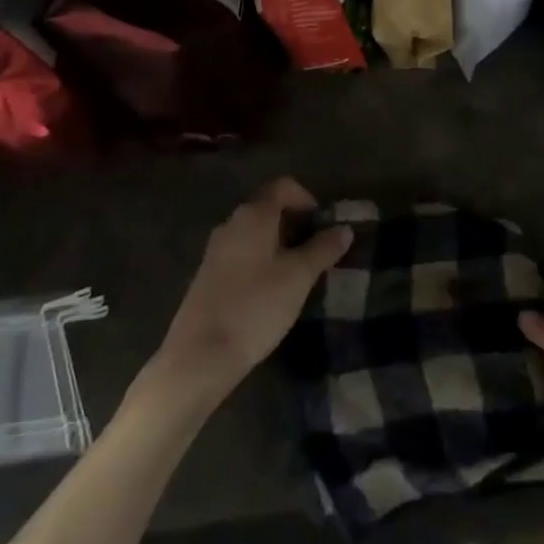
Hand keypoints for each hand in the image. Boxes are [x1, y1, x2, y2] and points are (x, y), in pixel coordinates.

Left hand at [150, 177, 350, 410]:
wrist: (199, 356)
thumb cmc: (255, 307)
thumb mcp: (298, 278)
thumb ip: (323, 249)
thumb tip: (344, 229)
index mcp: (253, 214)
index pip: (284, 186)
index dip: (307, 199)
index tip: (323, 227)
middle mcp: (232, 223)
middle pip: (268, 208)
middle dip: (295, 224)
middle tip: (316, 252)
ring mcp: (216, 249)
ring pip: (255, 233)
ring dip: (279, 244)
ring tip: (297, 274)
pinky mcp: (208, 275)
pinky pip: (241, 253)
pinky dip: (261, 260)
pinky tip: (270, 291)